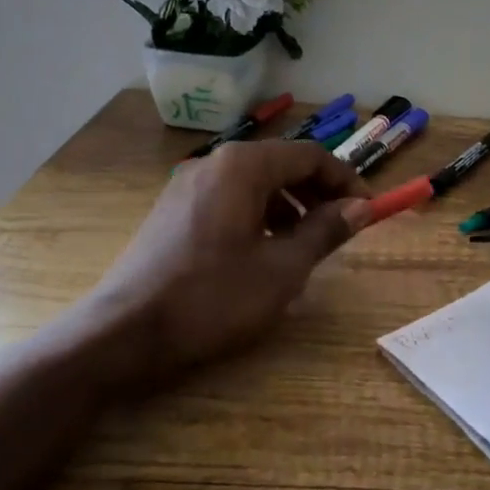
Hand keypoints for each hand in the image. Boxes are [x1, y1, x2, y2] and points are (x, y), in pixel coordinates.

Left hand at [96, 140, 371, 374]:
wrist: (122, 333)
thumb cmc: (211, 298)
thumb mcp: (281, 270)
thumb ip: (324, 231)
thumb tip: (359, 207)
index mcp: (243, 167)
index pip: (311, 156)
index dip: (345, 181)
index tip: (367, 211)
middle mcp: (214, 162)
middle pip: (281, 165)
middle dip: (317, 194)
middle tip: (340, 229)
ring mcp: (187, 184)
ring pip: (255, 183)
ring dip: (288, 206)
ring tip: (303, 246)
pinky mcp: (172, 209)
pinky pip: (229, 199)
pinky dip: (257, 216)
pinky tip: (260, 254)